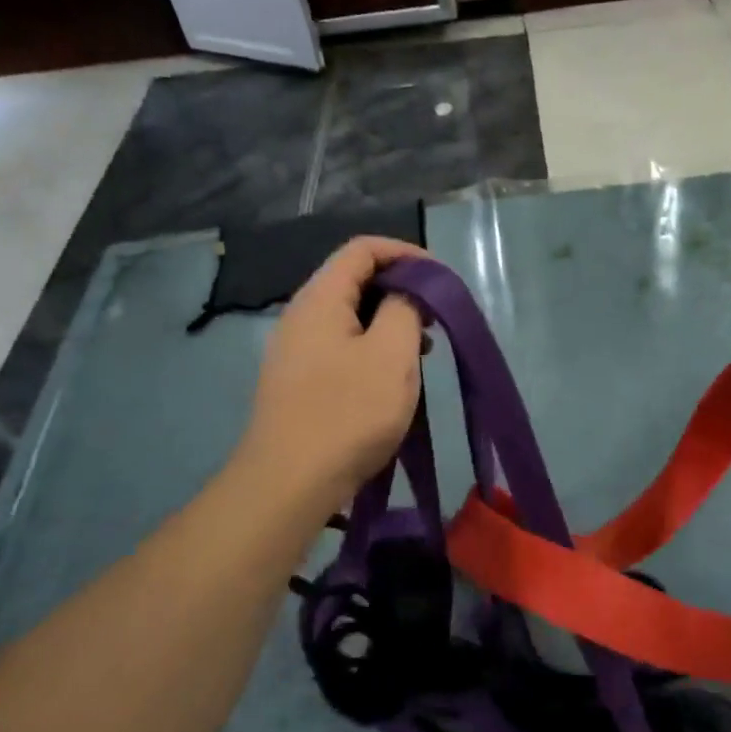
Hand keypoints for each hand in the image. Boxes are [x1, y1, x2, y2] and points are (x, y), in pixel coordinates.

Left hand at [238, 237, 427, 504]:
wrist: (290, 483)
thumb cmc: (348, 413)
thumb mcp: (391, 354)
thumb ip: (405, 308)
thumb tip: (407, 292)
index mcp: (320, 298)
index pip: (362, 249)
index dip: (405, 253)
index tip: (441, 279)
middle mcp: (302, 316)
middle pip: (355, 281)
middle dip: (401, 291)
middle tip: (435, 318)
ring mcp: (296, 350)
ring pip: (351, 318)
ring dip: (390, 324)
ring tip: (422, 353)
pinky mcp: (299, 381)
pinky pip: (341, 348)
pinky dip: (373, 350)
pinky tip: (392, 380)